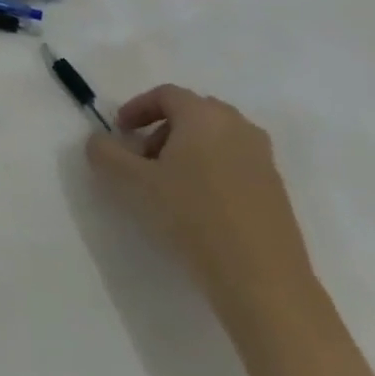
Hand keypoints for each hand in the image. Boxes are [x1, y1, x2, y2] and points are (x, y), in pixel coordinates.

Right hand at [85, 84, 313, 319]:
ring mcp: (263, 159)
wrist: (263, 280)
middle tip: (142, 158)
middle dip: (161, 129)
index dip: (137, 108)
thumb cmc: (193, 216)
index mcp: (204, 115)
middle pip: (192, 113)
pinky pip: (234, 163)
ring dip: (186, 150)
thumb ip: (106, 153)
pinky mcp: (276, 190)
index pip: (166, 95)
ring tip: (168, 184)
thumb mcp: (133, 182)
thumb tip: (98, 141)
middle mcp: (238, 127)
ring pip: (215, 139)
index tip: (120, 132)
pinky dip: (210, 170)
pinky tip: (198, 205)